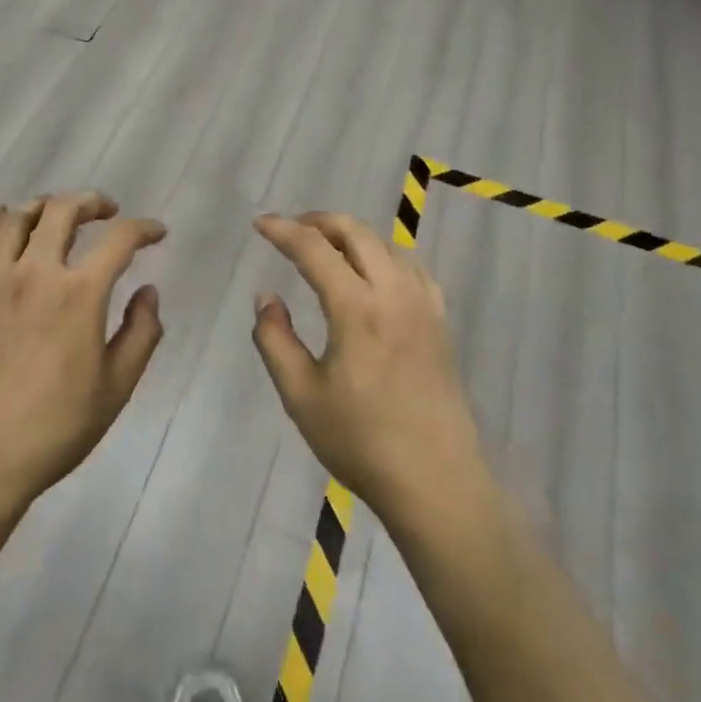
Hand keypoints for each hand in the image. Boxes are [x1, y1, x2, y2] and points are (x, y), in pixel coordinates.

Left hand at [0, 193, 166, 514]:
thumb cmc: (55, 428)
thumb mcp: (117, 387)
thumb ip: (141, 332)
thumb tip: (148, 291)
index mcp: (79, 294)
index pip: (119, 240)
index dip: (144, 229)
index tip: (157, 233)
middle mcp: (35, 273)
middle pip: (60, 210)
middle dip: (90, 201)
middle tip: (107, 211)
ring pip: (12, 218)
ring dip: (40, 205)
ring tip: (56, 215)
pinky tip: (2, 229)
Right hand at [252, 212, 484, 524]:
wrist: (435, 480)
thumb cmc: (360, 441)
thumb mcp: (300, 395)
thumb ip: (274, 339)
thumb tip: (266, 297)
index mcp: (357, 309)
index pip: (314, 249)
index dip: (283, 230)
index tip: (259, 223)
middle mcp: (394, 293)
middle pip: (356, 232)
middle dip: (318, 221)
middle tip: (290, 230)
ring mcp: (423, 304)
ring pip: (387, 244)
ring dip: (352, 234)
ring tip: (325, 247)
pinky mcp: (440, 321)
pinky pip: (411, 266)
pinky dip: (384, 254)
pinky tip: (373, 271)